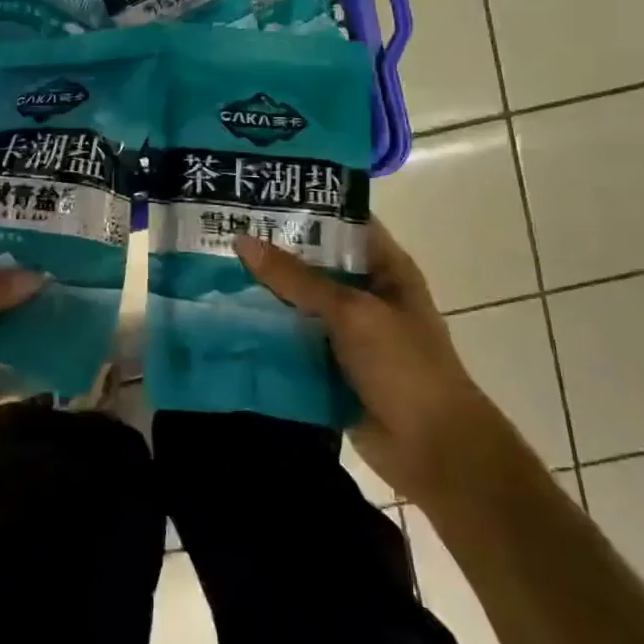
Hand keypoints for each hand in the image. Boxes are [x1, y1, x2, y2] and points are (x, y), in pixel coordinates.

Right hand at [235, 221, 518, 505]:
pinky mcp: (327, 364)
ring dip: (263, 292)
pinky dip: (264, 331)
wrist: (432, 449)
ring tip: (210, 268)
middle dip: (271, 250)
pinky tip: (223, 318)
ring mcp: (346, 331)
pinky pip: (290, 339)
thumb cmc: (404, 366)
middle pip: (313, 262)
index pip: (342, 222)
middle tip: (221, 228)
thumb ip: (297, 278)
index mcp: (385, 268)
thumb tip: (243, 240)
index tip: (258, 194)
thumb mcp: (351, 312)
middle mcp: (364, 293)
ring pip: (297, 302)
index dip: (305, 206)